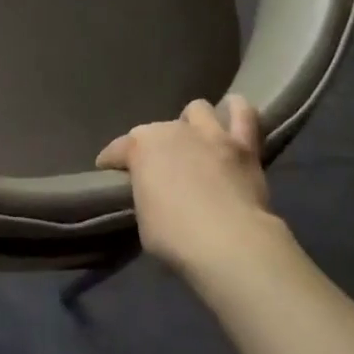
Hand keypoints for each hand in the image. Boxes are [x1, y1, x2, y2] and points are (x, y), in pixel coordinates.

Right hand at [96, 96, 274, 271]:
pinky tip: (232, 119)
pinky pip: (243, 113)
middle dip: (155, 148)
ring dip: (193, 124)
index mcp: (141, 147)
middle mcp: (172, 130)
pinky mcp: (243, 144)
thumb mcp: (143, 221)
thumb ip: (146, 196)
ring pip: (198, 110)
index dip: (112, 162)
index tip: (111, 176)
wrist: (229, 242)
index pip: (117, 150)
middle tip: (161, 173)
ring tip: (195, 143)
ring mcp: (209, 134)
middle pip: (156, 131)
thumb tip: (154, 195)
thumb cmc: (175, 237)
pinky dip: (236, 112)